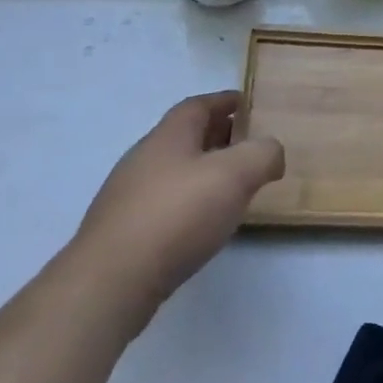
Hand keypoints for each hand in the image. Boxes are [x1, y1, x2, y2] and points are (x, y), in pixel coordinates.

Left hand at [68, 90, 284, 330]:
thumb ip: (262, 154)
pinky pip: (164, 203)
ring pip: (174, 171)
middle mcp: (144, 157)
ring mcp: (128, 195)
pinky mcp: (123, 231)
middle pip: (185, 136)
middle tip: (248, 145)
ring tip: (232, 187)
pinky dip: (188, 201)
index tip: (249, 104)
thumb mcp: (236, 174)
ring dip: (203, 171)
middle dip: (218, 135)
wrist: (111, 282)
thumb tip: (271, 151)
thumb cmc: (178, 215)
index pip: (198, 105)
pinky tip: (202, 223)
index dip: (225, 101)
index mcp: (169, 135)